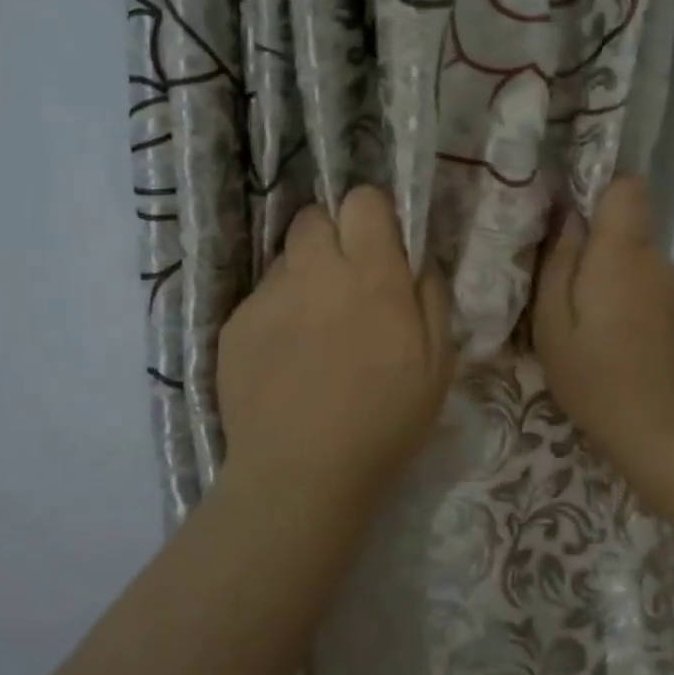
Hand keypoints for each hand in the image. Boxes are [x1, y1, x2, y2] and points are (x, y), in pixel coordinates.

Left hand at [218, 187, 454, 498]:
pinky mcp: (235, 325)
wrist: (302, 474)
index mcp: (372, 276)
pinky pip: (262, 298)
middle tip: (345, 282)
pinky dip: (277, 314)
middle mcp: (316, 272)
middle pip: (314, 217)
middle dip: (332, 237)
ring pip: (286, 258)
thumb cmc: (385, 421)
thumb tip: (417, 262)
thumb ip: (431, 298)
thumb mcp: (438, 362)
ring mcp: (269, 297)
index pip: (362, 200)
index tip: (379, 248)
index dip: (372, 216)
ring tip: (313, 327)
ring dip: (305, 276)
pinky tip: (285, 358)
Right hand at [532, 176, 673, 479]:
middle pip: (628, 234)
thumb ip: (558, 262)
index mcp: (623, 254)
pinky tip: (627, 355)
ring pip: (641, 269)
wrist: (669, 440)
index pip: (627, 187)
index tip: (573, 226)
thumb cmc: (596, 380)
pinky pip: (657, 299)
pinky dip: (638, 313)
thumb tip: (567, 216)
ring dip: (617, 288)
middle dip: (598, 255)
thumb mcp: (553, 325)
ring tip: (595, 337)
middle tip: (569, 303)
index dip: (600, 194)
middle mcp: (661, 262)